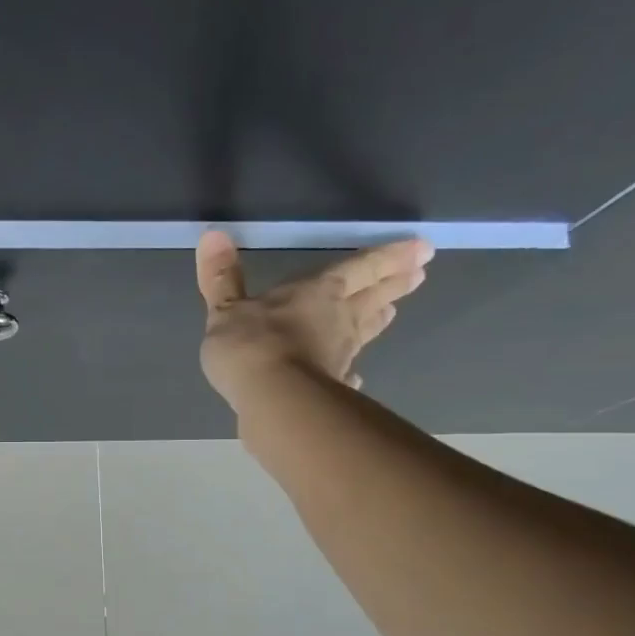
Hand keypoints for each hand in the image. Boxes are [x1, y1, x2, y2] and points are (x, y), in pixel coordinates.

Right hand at [195, 230, 431, 411]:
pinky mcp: (331, 389)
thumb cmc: (251, 345)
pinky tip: (355, 378)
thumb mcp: (226, 309)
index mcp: (319, 292)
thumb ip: (222, 278)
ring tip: (392, 313)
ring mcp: (339, 357)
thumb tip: (211, 235)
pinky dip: (350, 374)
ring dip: (378, 321)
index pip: (360, 268)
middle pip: (371, 298)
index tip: (423, 249)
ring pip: (364, 332)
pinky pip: (345, 375)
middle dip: (393, 285)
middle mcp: (338, 320)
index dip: (389, 257)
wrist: (272, 400)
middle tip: (418, 276)